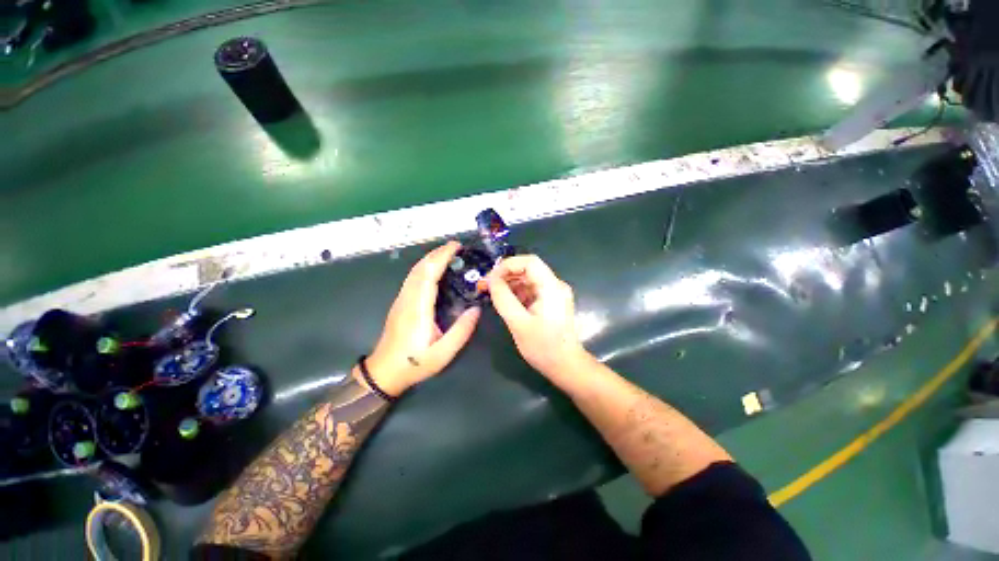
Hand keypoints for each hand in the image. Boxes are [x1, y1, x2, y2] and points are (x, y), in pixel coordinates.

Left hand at [361, 241, 480, 396]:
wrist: (383, 372)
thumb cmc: (413, 364)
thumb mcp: (442, 354)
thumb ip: (461, 331)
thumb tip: (476, 309)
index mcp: (418, 308)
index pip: (429, 274)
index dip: (442, 257)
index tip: (456, 246)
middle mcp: (407, 298)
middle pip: (420, 268)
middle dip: (437, 253)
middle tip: (457, 246)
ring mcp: (401, 299)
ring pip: (414, 271)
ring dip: (430, 258)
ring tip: (448, 253)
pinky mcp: (400, 303)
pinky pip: (413, 278)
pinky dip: (425, 267)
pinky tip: (434, 269)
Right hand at [487, 255, 591, 383]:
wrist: (565, 366)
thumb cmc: (543, 347)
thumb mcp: (518, 323)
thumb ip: (503, 298)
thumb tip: (491, 280)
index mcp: (551, 287)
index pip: (530, 262)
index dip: (508, 265)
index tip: (490, 278)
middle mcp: (555, 285)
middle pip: (528, 269)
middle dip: (505, 275)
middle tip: (485, 286)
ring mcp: (554, 293)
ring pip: (528, 279)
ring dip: (509, 284)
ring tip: (491, 294)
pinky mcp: (551, 302)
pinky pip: (531, 290)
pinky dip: (517, 293)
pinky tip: (505, 302)